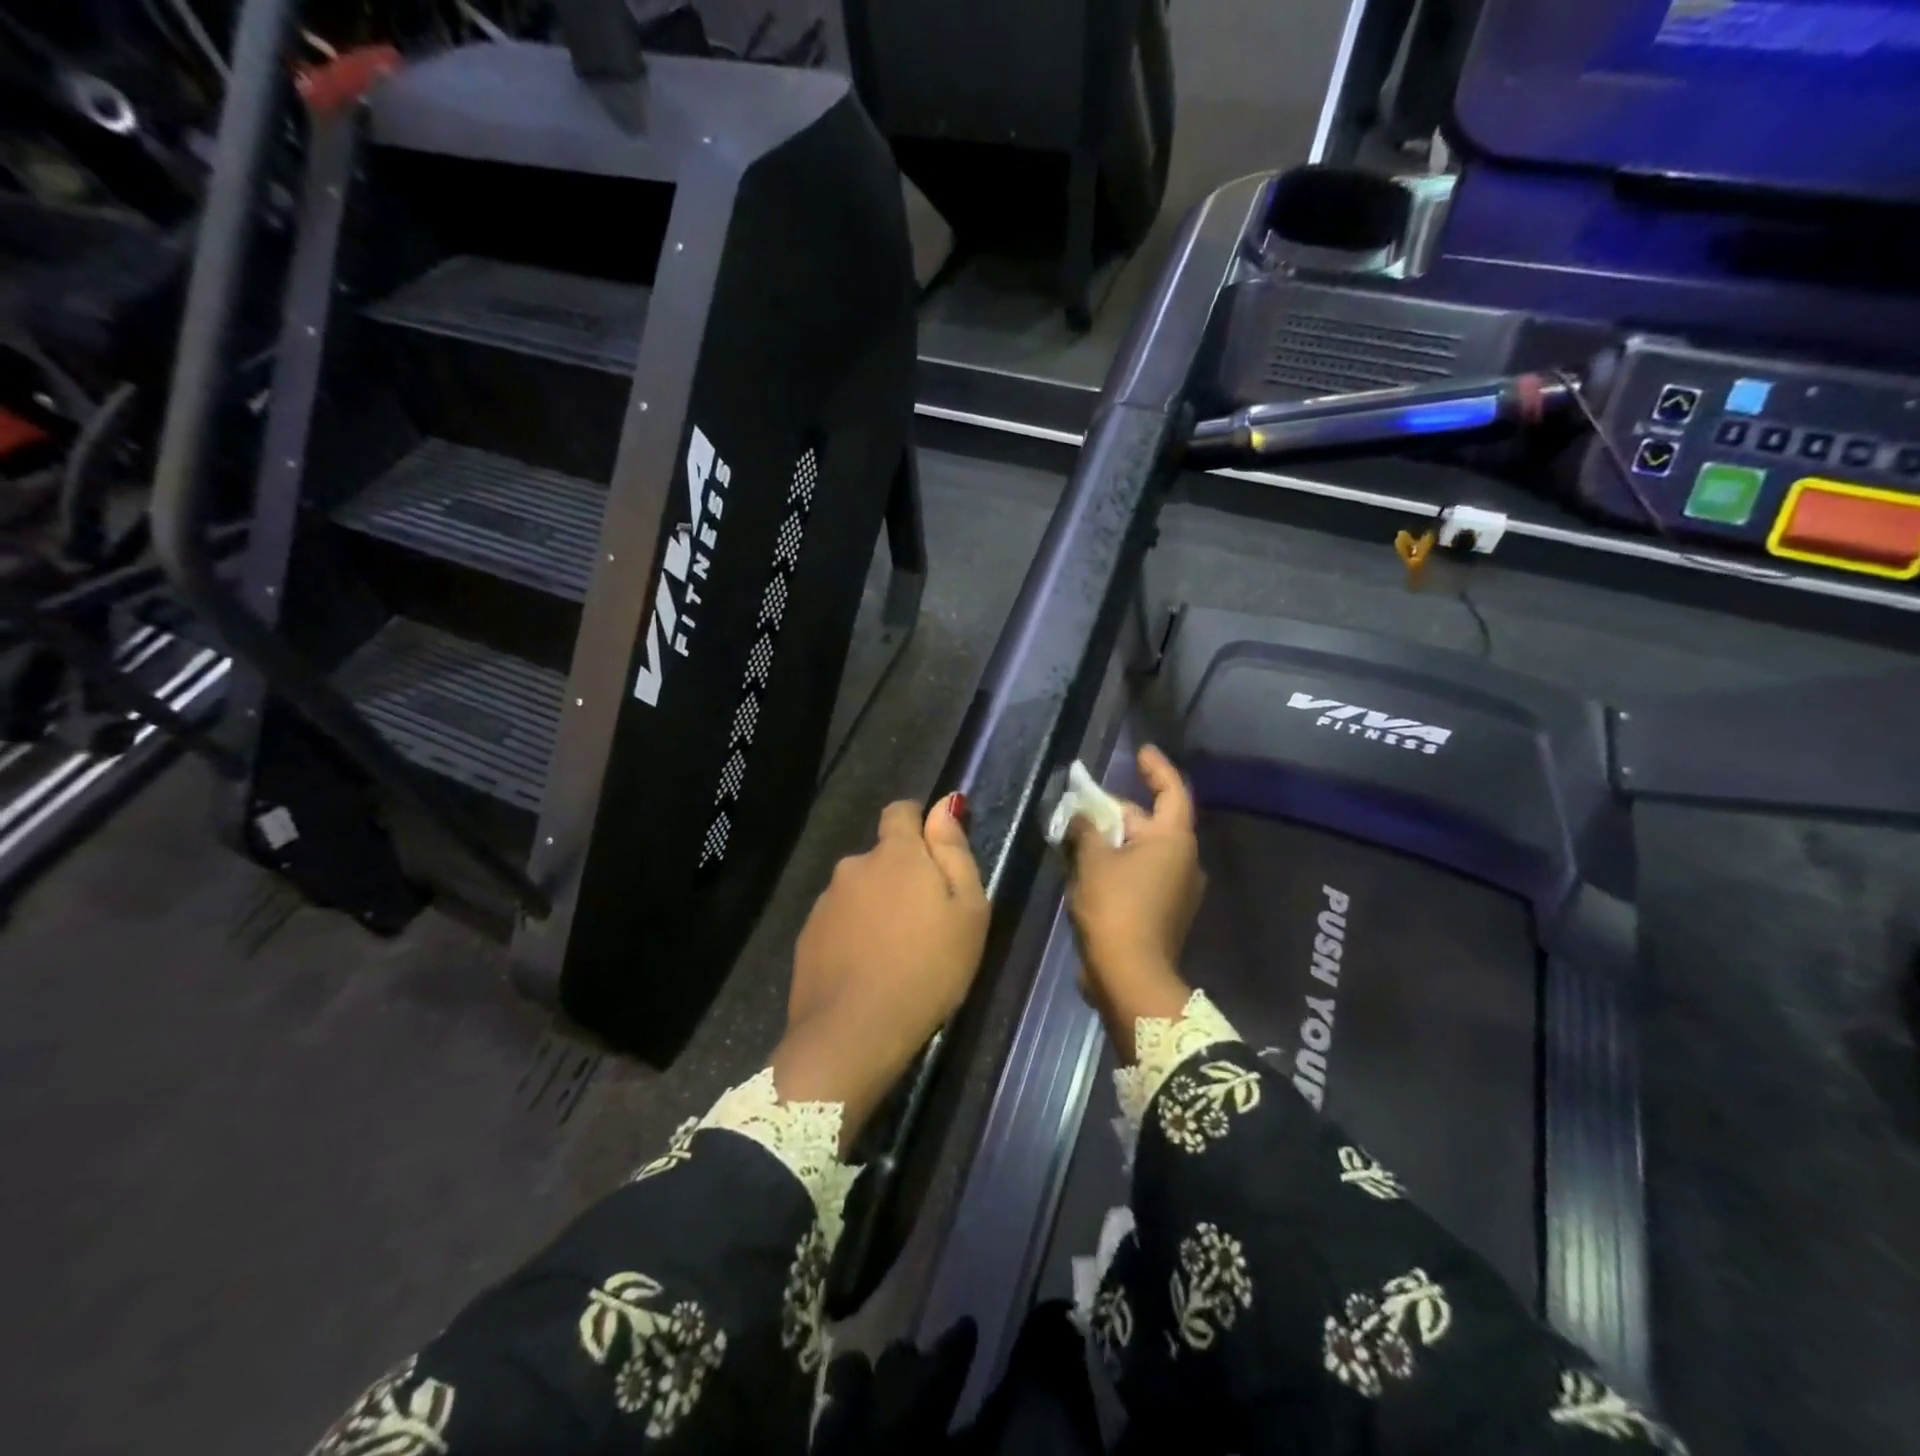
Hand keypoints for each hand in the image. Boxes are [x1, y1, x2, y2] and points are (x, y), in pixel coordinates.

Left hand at [772, 797, 988, 1147]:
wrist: (853, 1033)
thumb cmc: (928, 969)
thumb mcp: (967, 910)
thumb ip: (954, 852)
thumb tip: (945, 804)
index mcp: (895, 854)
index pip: (900, 811)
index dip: (918, 822)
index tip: (933, 852)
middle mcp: (853, 866)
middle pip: (881, 857)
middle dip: (901, 876)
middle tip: (926, 921)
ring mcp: (825, 902)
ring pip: (859, 892)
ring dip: (876, 907)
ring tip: (896, 954)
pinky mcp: (807, 937)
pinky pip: (839, 923)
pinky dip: (854, 936)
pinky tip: (867, 971)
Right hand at [1065, 745, 1203, 1059]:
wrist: (1130, 977)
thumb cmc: (1115, 908)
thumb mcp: (1093, 861)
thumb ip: (1086, 831)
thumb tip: (1079, 817)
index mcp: (1174, 841)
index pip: (1172, 792)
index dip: (1157, 769)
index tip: (1141, 752)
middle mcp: (1183, 862)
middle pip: (1150, 823)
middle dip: (1115, 812)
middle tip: (1081, 805)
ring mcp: (1175, 890)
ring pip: (1141, 852)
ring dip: (1112, 841)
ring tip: (1076, 835)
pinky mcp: (1162, 913)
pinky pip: (1139, 876)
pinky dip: (1115, 866)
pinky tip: (1085, 868)